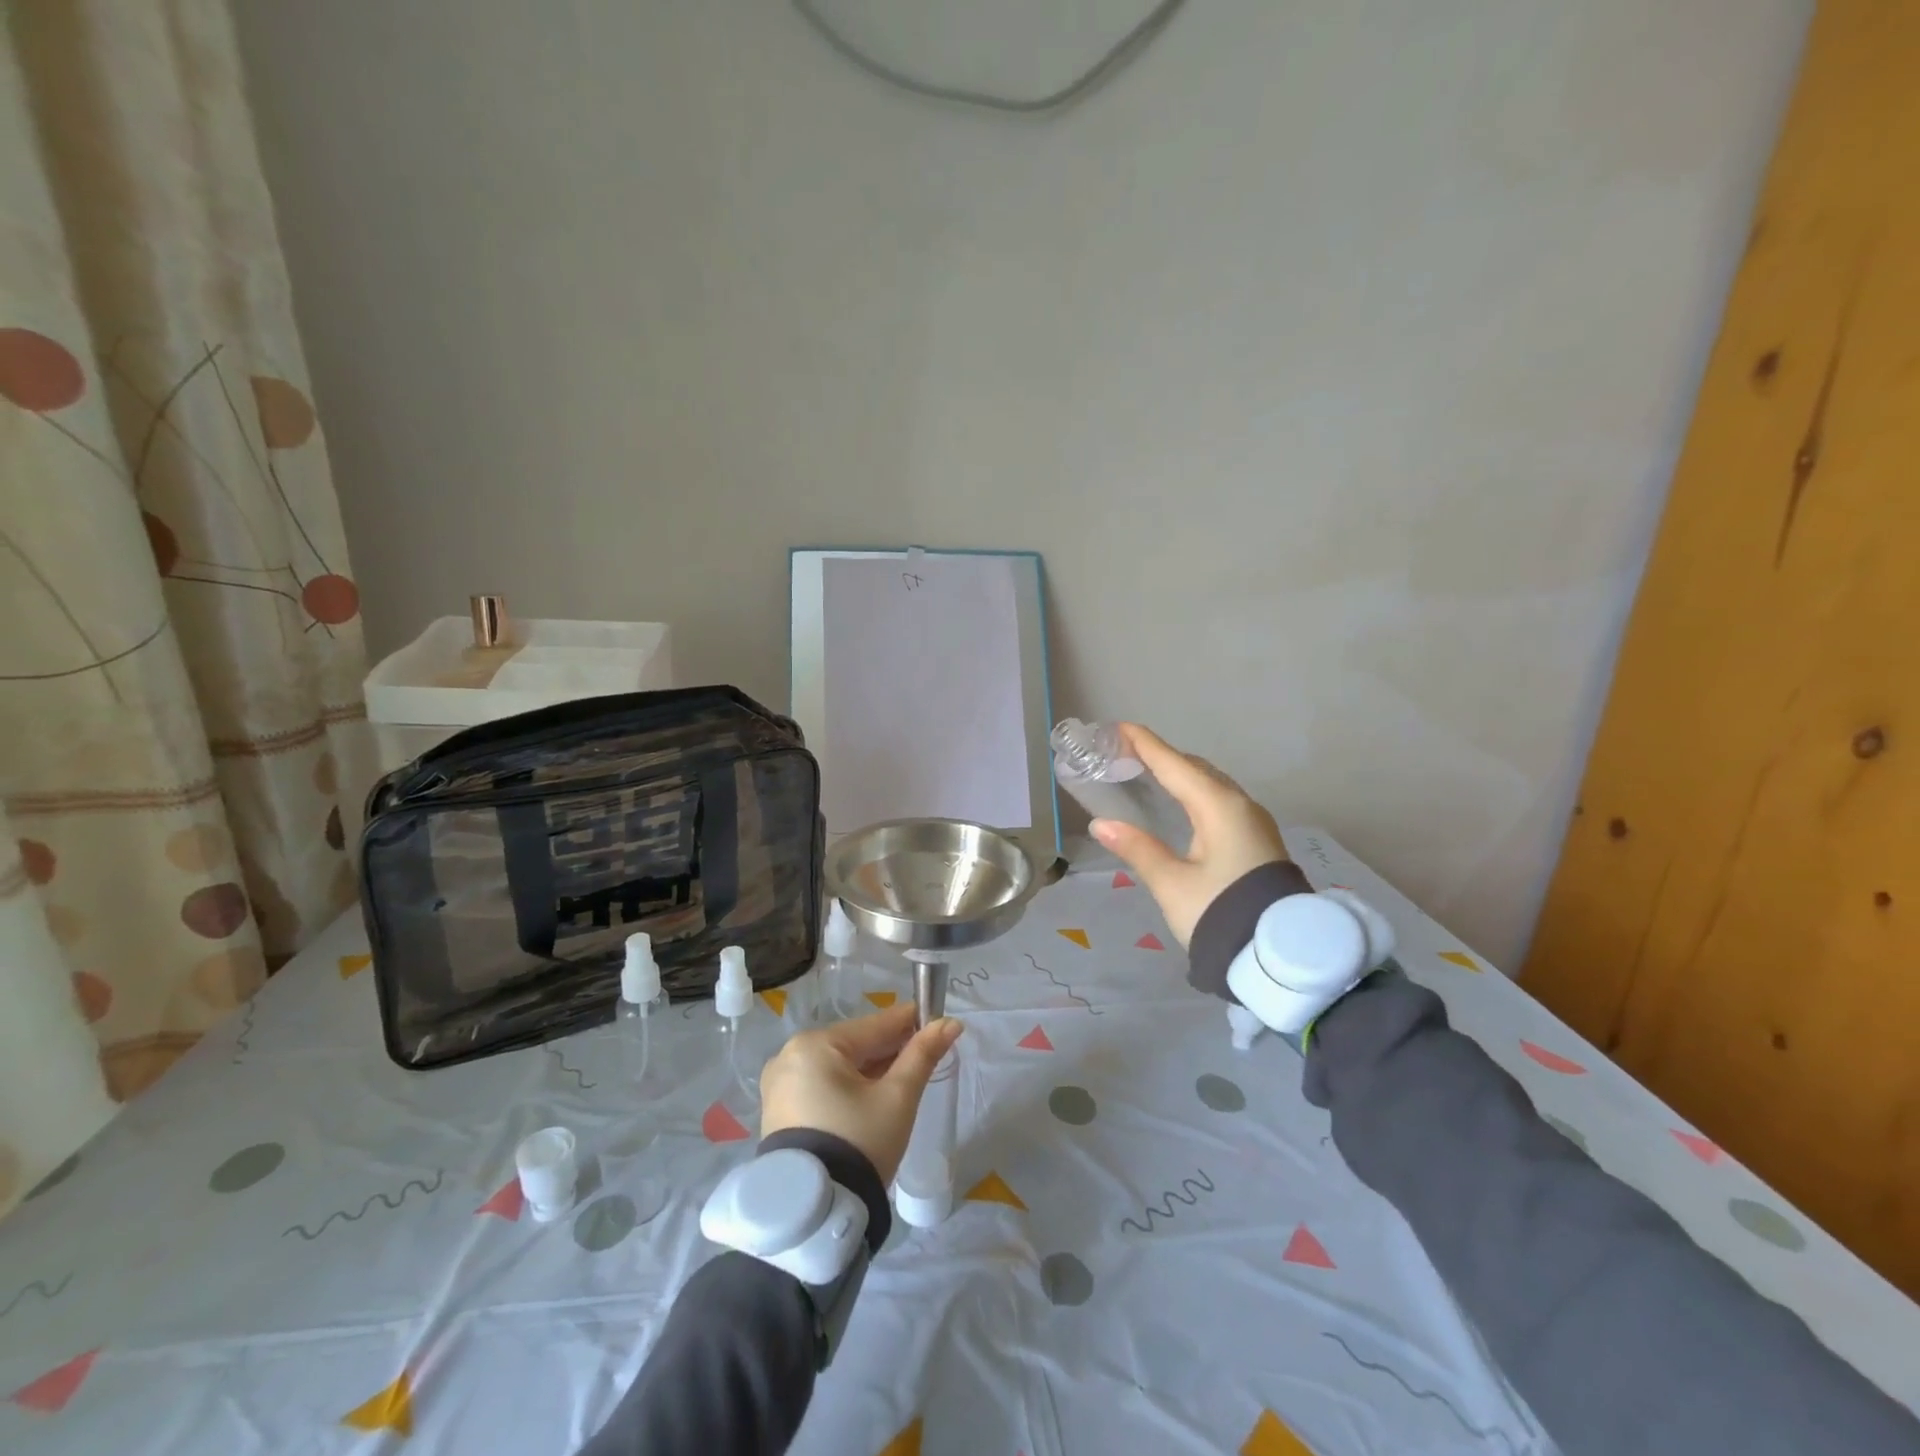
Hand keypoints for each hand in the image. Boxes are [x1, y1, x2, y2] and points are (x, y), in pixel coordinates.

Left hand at [760, 1004, 963, 1185]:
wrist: (816, 1213)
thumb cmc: (860, 1142)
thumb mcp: (897, 1097)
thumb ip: (923, 1055)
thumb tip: (951, 1023)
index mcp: (815, 1044)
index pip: (874, 1025)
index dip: (909, 1022)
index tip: (938, 1019)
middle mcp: (790, 1055)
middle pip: (855, 1044)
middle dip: (890, 1049)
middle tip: (925, 1056)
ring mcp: (780, 1084)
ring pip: (838, 1065)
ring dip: (870, 1069)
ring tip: (903, 1079)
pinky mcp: (778, 1110)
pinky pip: (822, 1084)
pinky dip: (847, 1087)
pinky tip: (872, 1097)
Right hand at [1091, 722, 1289, 948]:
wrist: (1280, 954)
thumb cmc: (1220, 912)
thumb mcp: (1171, 883)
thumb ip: (1137, 849)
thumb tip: (1102, 824)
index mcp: (1219, 808)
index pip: (1175, 765)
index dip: (1146, 745)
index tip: (1120, 728)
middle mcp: (1241, 806)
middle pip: (1196, 769)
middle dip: (1162, 757)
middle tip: (1127, 753)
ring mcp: (1254, 822)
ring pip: (1211, 785)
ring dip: (1181, 775)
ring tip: (1149, 774)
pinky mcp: (1257, 840)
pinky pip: (1221, 801)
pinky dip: (1195, 792)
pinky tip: (1182, 804)